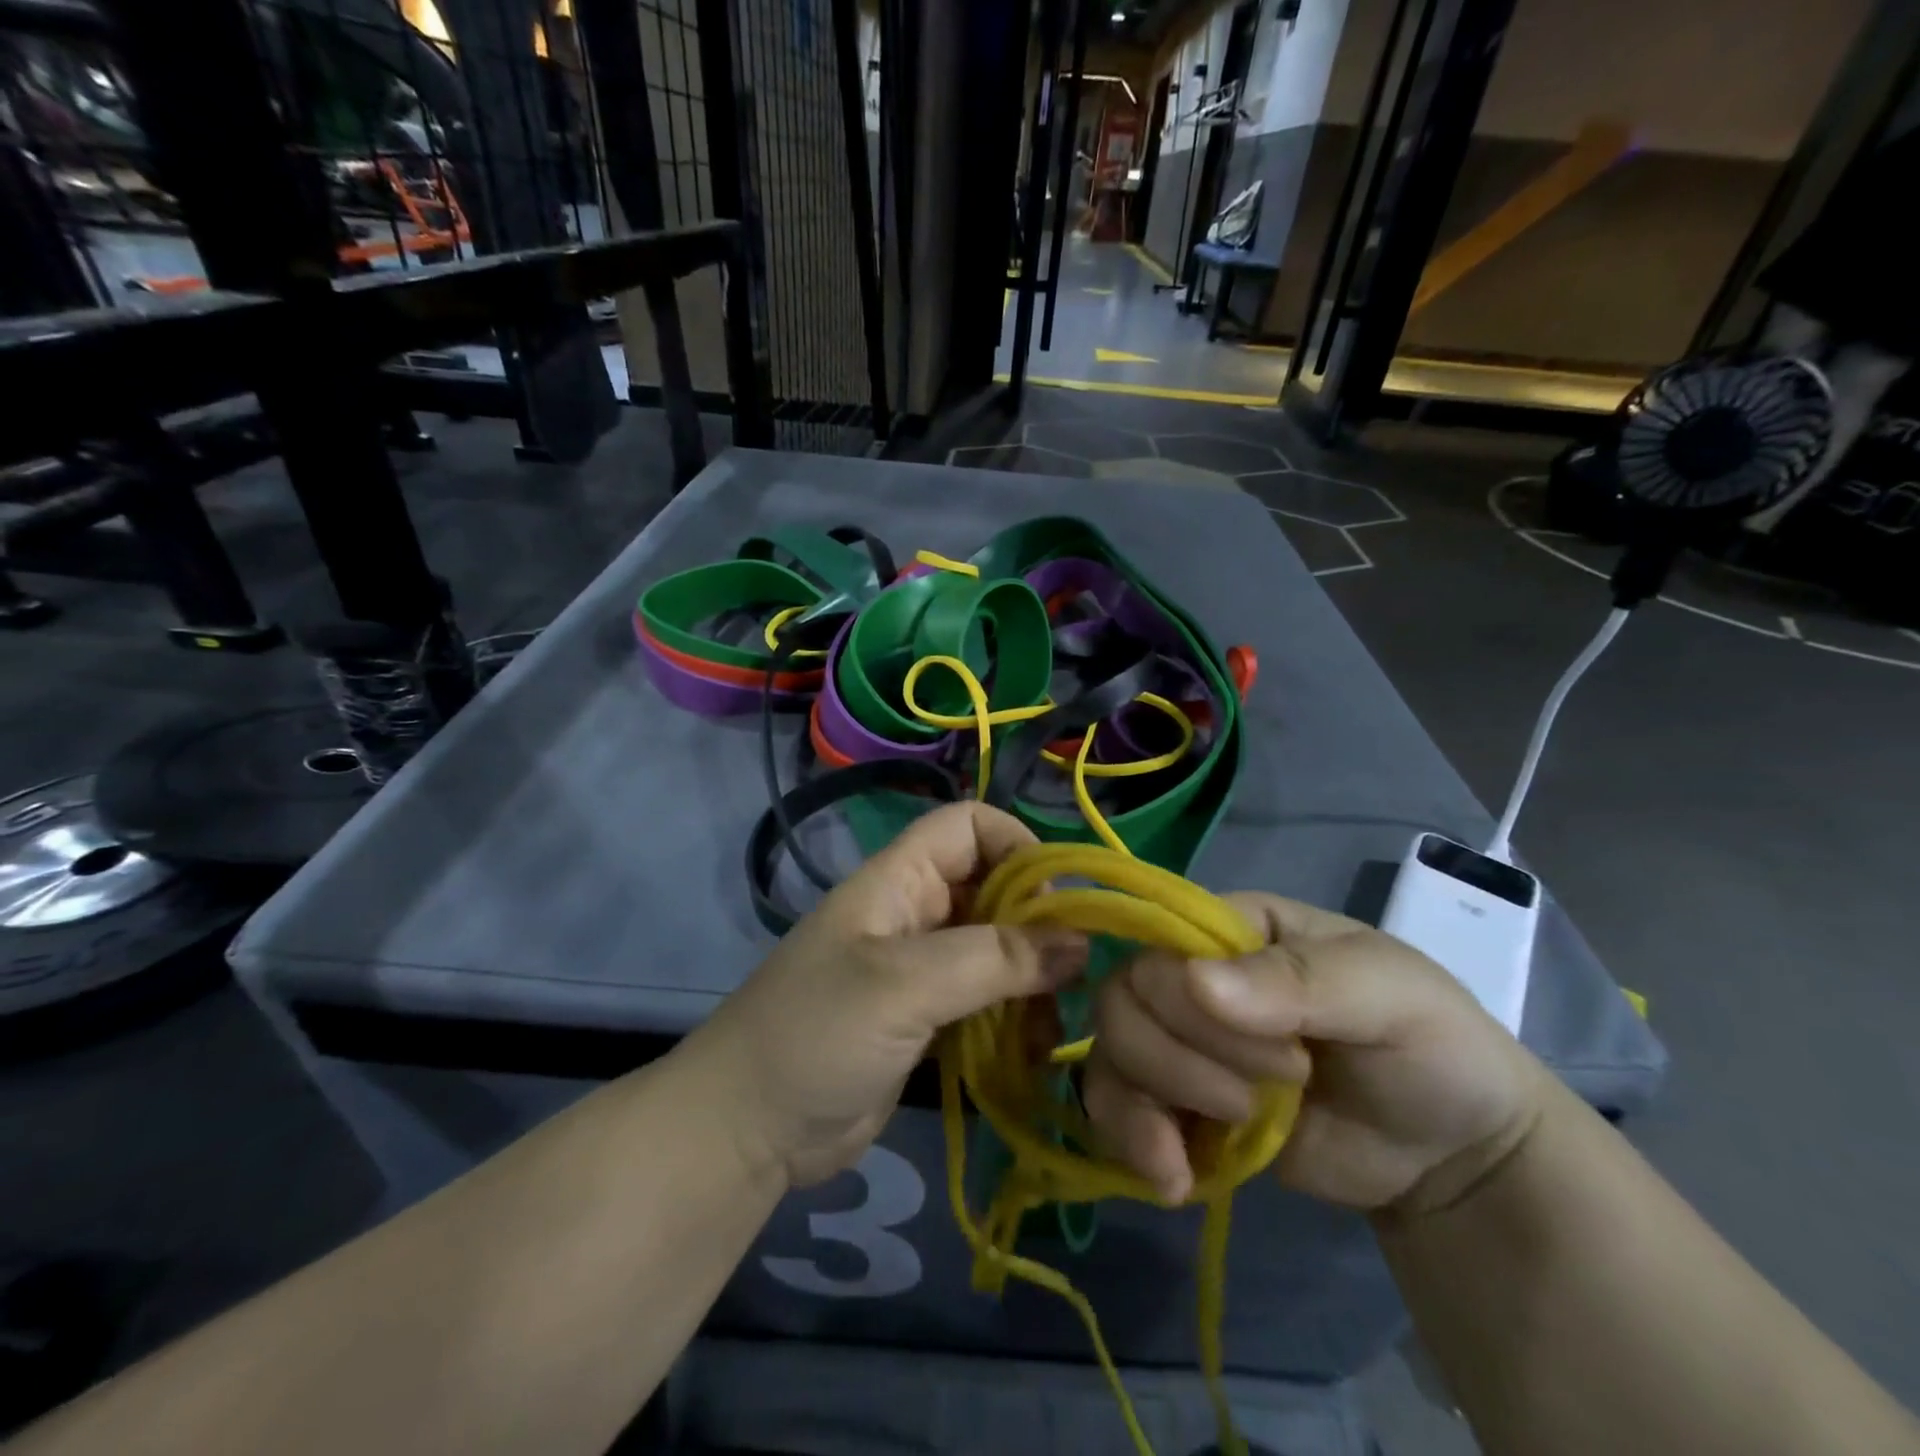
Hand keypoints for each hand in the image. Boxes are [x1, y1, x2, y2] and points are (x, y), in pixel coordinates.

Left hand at [693, 802, 1085, 1189]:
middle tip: (1074, 972)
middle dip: (1038, 922)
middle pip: (993, 888)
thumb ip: (993, 958)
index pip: (969, 826)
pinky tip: (1036, 1050)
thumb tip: (1080, 941)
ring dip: (1032, 978)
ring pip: (997, 948)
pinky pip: (986, 1000)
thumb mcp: (904, 986)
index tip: (1060, 900)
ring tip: (1053, 1024)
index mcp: (900, 880)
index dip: (1018, 845)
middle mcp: (915, 913)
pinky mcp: (927, 1020)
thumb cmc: (817, 1034)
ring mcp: (921, 969)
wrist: (747, 1130)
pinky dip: (1015, 1017)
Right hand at [1083, 892, 1550, 1213]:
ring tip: (1205, 1152)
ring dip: (1143, 1105)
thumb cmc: (1429, 1046)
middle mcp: (1192, 975)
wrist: (1454, 1158)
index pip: (1161, 942)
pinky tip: (1171, 1178)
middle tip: (1257, 1102)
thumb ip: (1296, 981)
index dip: (1188, 1001)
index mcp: (1233, 928)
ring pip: (1110, 1051)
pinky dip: (1130, 1140)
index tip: (1284, 1058)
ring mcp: (1182, 1042)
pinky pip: (1119, 1107)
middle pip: (1122, 999)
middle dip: (1178, 1060)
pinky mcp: (1182, 1106)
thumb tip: (1197, 983)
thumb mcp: (1385, 995)